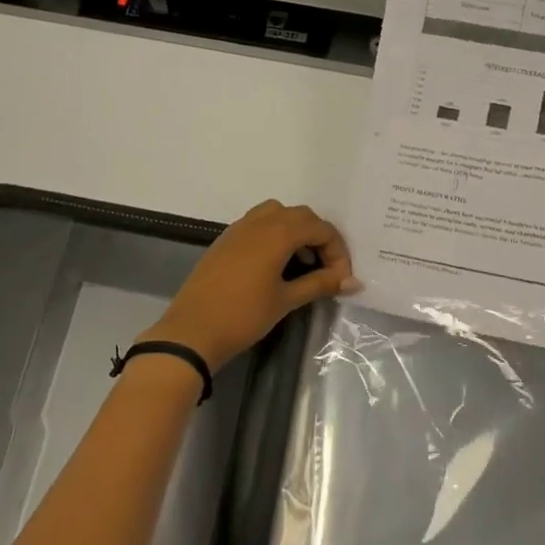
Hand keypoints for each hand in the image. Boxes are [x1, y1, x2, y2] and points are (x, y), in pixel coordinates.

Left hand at [138, 201, 357, 373]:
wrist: (192, 331)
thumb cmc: (244, 315)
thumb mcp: (286, 300)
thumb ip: (320, 284)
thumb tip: (352, 281)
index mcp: (278, 232)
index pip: (321, 229)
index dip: (338, 252)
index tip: (341, 280)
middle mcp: (260, 221)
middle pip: (301, 216)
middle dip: (319, 239)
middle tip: (326, 270)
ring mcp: (239, 227)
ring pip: (278, 214)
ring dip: (296, 232)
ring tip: (300, 263)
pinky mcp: (226, 238)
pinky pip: (259, 223)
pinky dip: (275, 234)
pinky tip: (275, 264)